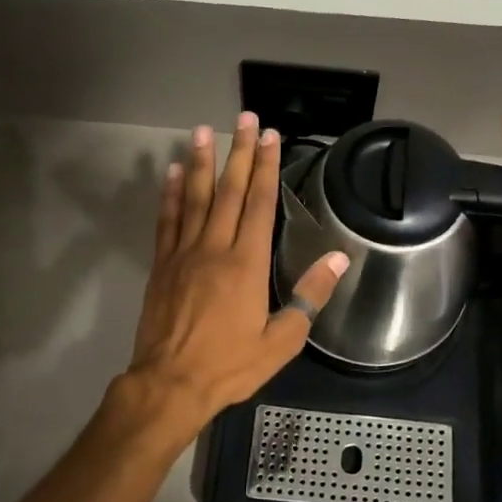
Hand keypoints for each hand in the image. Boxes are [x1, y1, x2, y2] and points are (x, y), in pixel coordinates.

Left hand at [123, 112, 348, 437]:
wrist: (170, 384)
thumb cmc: (231, 365)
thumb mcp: (283, 339)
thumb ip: (310, 296)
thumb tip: (339, 258)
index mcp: (248, 262)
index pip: (261, 203)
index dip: (267, 166)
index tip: (271, 137)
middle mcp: (216, 247)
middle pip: (230, 190)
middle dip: (239, 152)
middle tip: (245, 118)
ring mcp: (184, 253)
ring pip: (195, 198)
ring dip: (200, 162)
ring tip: (202, 130)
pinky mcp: (162, 265)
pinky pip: (167, 220)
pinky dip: (170, 194)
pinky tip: (171, 172)